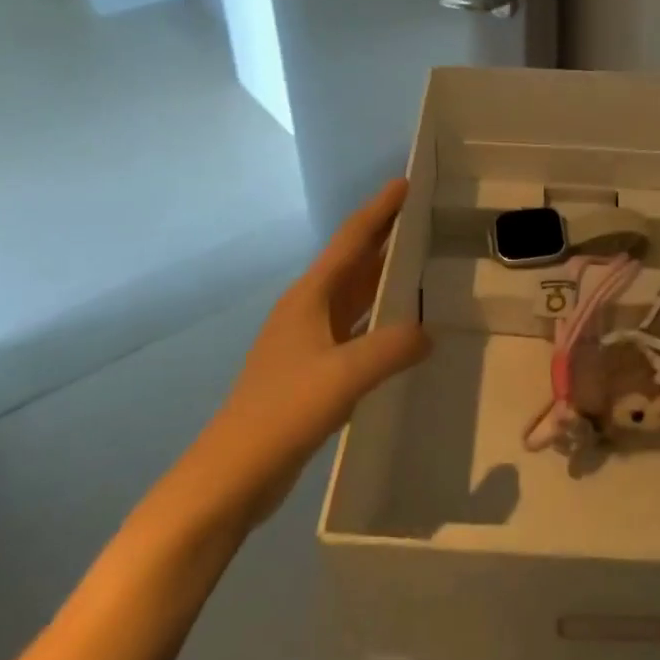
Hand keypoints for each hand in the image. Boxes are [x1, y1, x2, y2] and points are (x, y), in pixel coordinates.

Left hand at [185, 180, 431, 528]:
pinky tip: (401, 330)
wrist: (230, 476)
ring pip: (354, 296)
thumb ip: (391, 348)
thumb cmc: (282, 413)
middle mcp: (308, 310)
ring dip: (382, 277)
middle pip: (353, 262)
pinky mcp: (312, 371)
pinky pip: (354, 330)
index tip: (405, 183)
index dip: (379, 210)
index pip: (351, 240)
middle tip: (423, 217)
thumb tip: (429, 332)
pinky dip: (378, 320)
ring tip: (420, 263)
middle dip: (385, 237)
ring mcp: (308, 342)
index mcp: (310, 297)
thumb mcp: (343, 376)